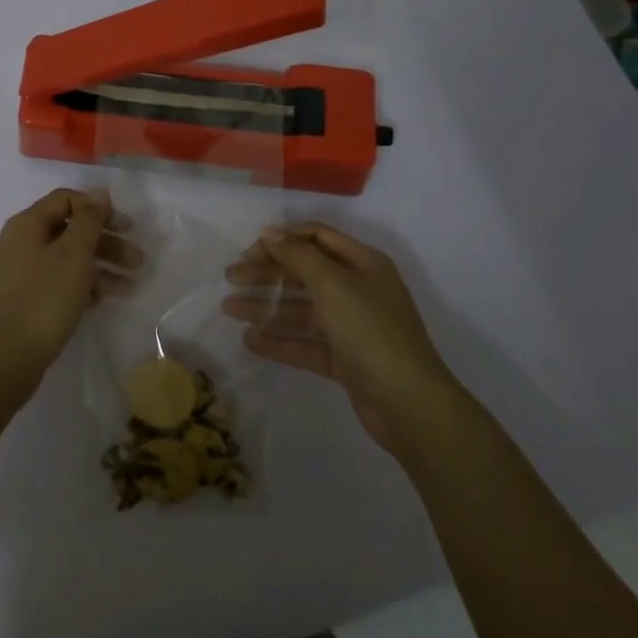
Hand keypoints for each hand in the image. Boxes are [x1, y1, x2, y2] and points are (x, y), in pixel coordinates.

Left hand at [0, 188, 139, 398]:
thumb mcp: (73, 254)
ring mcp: (18, 274)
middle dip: (106, 243)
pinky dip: (82, 286)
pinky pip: (58, 283)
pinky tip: (106, 300)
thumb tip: (98, 191)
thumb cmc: (44, 299)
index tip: (127, 227)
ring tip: (131, 286)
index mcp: (26, 225)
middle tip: (137, 261)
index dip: (99, 209)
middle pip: (69, 231)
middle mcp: (19, 243)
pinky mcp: (23, 301)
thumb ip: (89, 219)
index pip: (66, 200)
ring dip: (100, 267)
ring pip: (66, 259)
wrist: (6, 359)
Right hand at [222, 223, 452, 453]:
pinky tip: (251, 341)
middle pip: (305, 272)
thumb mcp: (333, 284)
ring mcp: (352, 327)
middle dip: (267, 273)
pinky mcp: (345, 360)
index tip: (249, 250)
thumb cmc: (370, 331)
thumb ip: (299, 255)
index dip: (282, 239)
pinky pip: (306, 343)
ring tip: (229, 309)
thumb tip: (271, 232)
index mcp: (362, 264)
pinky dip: (280, 341)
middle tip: (230, 278)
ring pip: (302, 309)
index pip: (316, 238)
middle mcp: (358, 290)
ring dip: (266, 306)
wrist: (409, 404)